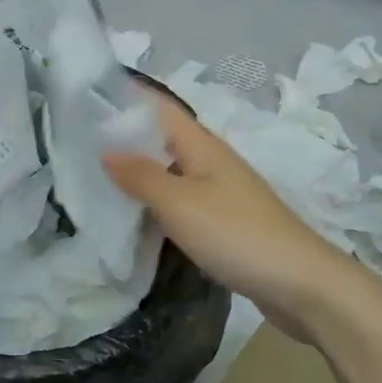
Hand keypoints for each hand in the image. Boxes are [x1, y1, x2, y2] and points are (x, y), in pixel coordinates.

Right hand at [103, 97, 369, 345]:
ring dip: (141, 174)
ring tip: (97, 180)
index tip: (87, 97)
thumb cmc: (236, 234)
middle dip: (126, 139)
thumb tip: (106, 150)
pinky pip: (183, 202)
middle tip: (79, 145)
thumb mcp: (179, 203)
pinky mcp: (227, 223)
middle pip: (164, 139)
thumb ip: (141, 176)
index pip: (160, 108)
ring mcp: (222, 193)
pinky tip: (138, 219)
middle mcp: (212, 162)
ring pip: (172, 173)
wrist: (302, 284)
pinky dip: (158, 204)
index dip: (127, 98)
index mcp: (203, 145)